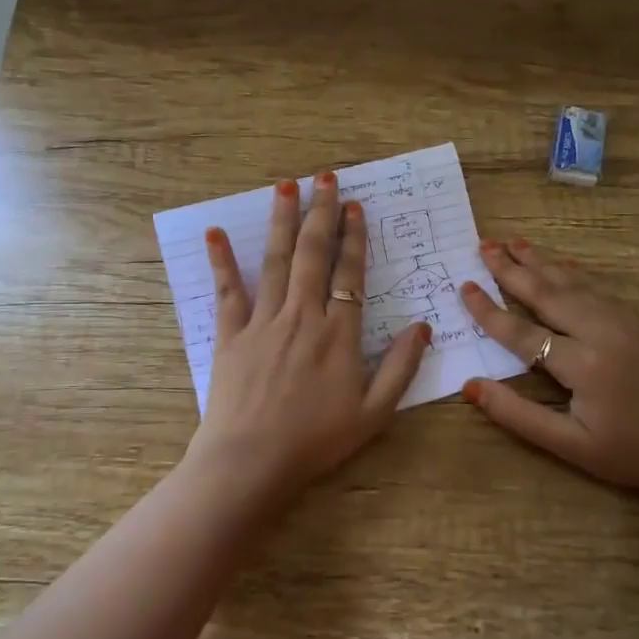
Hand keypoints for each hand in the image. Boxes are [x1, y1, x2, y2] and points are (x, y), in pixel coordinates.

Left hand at [185, 172, 429, 507]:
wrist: (251, 461)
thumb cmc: (316, 441)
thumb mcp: (374, 413)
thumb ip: (401, 368)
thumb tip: (423, 327)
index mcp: (339, 333)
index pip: (349, 274)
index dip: (353, 238)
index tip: (353, 206)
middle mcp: (302, 316)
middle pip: (312, 254)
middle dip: (320, 213)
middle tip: (324, 177)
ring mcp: (263, 322)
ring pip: (275, 261)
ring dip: (282, 221)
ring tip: (285, 186)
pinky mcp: (231, 335)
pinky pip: (227, 291)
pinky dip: (222, 261)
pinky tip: (215, 233)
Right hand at [459, 239, 638, 506]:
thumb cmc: (631, 453)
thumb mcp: (570, 446)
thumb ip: (518, 415)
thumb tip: (470, 386)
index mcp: (582, 365)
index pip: (522, 332)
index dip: (489, 311)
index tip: (463, 288)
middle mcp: (601, 333)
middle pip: (547, 293)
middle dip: (511, 268)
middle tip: (483, 245)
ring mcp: (624, 322)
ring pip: (574, 283)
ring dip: (541, 262)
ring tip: (513, 242)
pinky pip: (598, 287)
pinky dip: (572, 272)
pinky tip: (560, 264)